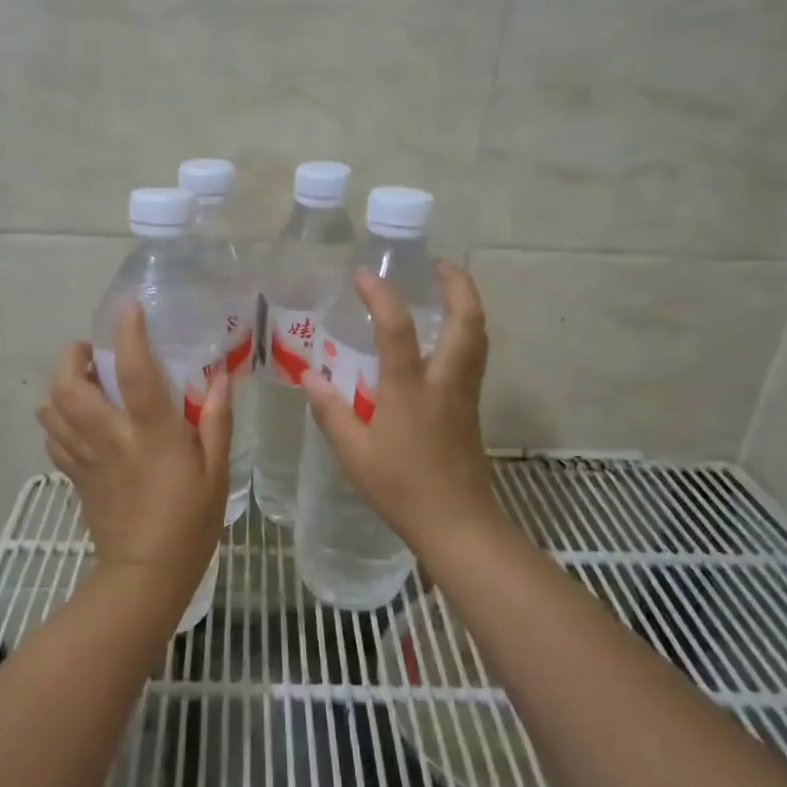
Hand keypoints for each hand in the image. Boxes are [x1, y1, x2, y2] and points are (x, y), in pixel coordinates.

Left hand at [37, 302, 233, 606]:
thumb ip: (215, 422)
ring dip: (59, 386)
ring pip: (50, 410)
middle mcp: (110, 438)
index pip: (133, 373)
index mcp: (151, 434)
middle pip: (68, 387)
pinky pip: (52, 439)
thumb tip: (219, 378)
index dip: (128, 335)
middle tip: (90, 352)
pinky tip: (79, 421)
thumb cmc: (189, 522)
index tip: (127, 307)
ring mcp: (86, 458)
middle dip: (70, 358)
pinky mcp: (74, 477)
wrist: (145, 575)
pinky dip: (57, 420)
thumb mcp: (216, 472)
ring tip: (82, 381)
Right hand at [301, 260, 506, 558]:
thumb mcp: (354, 453)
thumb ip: (331, 411)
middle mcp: (445, 381)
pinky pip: (474, 355)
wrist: (457, 523)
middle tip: (437, 263)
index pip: (397, 329)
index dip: (381, 296)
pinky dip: (464, 330)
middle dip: (457, 283)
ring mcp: (464, 393)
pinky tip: (443, 337)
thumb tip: (308, 376)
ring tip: (446, 288)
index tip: (364, 273)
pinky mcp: (471, 407)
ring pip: (478, 336)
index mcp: (410, 389)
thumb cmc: (401, 488)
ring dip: (467, 304)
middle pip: (467, 320)